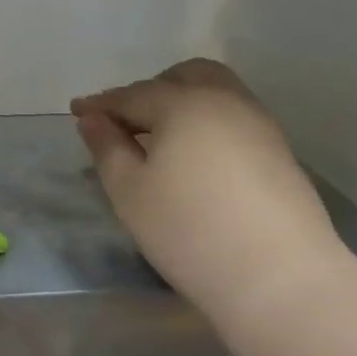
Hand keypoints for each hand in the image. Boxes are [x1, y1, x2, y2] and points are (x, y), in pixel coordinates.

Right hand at [71, 59, 341, 320]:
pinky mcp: (279, 153)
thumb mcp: (129, 191)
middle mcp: (225, 101)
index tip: (76, 111)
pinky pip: (234, 120)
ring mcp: (259, 125)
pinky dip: (207, 126)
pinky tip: (194, 161)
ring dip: (183, 105)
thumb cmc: (189, 231)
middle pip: (185, 77)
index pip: (132, 94)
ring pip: (216, 95)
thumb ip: (107, 148)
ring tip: (159, 143)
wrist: (280, 278)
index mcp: (183, 103)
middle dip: (151, 90)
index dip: (101, 104)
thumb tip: (93, 119)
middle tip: (126, 123)